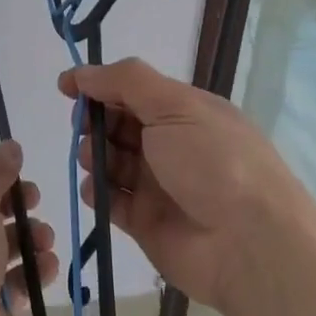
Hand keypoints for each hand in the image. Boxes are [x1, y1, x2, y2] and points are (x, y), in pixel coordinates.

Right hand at [60, 58, 315, 312]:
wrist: (248, 244)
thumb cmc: (213, 162)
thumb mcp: (175, 106)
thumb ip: (126, 81)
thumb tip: (82, 72)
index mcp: (185, 112)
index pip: (133, 90)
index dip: (99, 86)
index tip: (66, 88)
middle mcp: (171, 145)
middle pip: (118, 125)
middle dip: (95, 121)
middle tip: (84, 127)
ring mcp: (158, 184)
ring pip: (110, 161)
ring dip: (93, 154)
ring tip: (92, 159)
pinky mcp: (145, 221)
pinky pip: (110, 199)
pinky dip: (97, 191)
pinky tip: (97, 190)